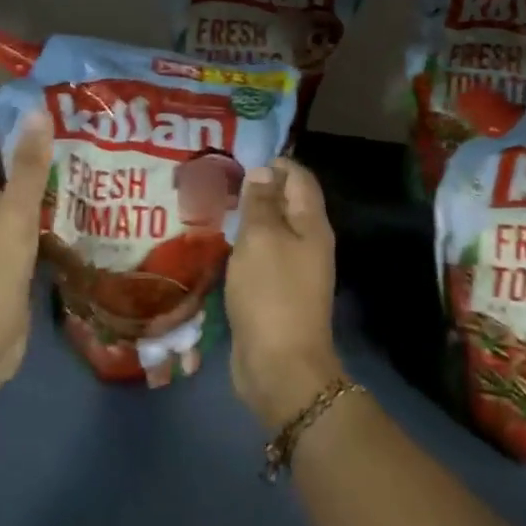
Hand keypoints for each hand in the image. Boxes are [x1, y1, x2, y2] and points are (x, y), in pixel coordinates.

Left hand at [0, 115, 52, 390]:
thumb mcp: (14, 210)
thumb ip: (28, 164)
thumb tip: (37, 113)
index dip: (12, 137)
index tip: (50, 127)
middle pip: (0, 181)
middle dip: (32, 166)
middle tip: (75, 152)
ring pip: (12, 210)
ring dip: (39, 198)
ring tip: (80, 182)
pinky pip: (20, 238)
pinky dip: (41, 227)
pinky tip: (69, 223)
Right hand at [226, 157, 343, 429]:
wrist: (280, 366)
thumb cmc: (271, 293)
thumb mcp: (261, 239)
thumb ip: (261, 202)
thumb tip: (264, 171)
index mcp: (312, 225)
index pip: (299, 178)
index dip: (274, 164)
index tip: (239, 159)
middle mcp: (308, 243)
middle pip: (287, 204)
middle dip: (257, 189)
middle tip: (219, 182)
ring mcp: (294, 270)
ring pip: (272, 232)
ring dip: (248, 219)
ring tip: (213, 208)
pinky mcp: (276, 293)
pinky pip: (262, 258)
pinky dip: (244, 247)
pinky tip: (219, 245)